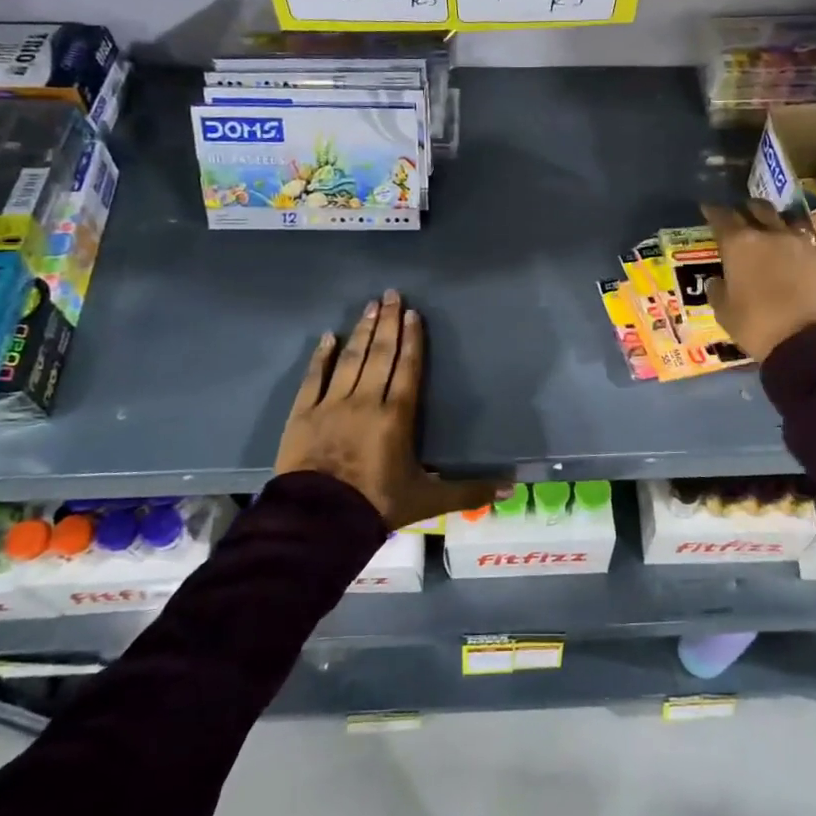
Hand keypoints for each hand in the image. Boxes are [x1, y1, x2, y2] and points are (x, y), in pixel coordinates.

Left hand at [275, 290, 502, 529]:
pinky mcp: (302, 414)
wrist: (319, 521)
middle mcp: (366, 400)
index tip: (412, 313)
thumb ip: (469, 490)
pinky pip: (313, 378)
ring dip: (361, 331)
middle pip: (380, 354)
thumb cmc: (377, 505)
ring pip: (350, 359)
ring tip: (369, 306)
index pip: (408, 368)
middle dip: (387, 323)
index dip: (412, 339)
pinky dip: (320, 356)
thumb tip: (512, 488)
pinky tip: (327, 337)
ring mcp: (331, 404)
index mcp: (396, 416)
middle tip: (390, 294)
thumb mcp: (429, 500)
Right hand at [701, 201, 815, 361]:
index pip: (722, 218)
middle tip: (739, 215)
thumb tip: (717, 281)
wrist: (815, 339)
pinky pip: (802, 240)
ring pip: (783, 221)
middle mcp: (769, 235)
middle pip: (757, 210)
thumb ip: (718, 293)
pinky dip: (792, 242)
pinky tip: (789, 253)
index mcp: (739, 244)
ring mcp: (799, 243)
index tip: (707, 208)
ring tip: (767, 231)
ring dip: (773, 222)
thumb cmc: (759, 326)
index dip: (713, 212)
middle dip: (746, 209)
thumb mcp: (726, 315)